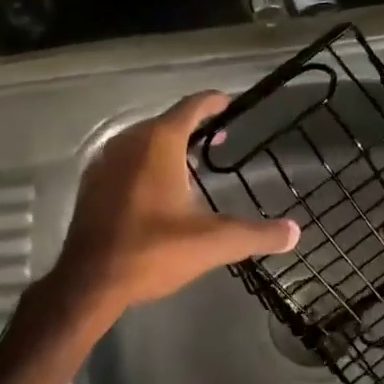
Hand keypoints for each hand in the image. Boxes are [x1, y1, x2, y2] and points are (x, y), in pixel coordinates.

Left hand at [52, 93, 299, 318]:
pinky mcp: (91, 182)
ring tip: (192, 164)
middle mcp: (129, 141)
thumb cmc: (152, 251)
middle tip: (219, 139)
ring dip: (168, 145)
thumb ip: (256, 234)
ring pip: (143, 140)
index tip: (230, 104)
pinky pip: (124, 158)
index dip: (214, 103)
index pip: (191, 107)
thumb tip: (294, 232)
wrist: (89, 281)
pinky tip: (156, 188)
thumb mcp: (212, 243)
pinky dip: (145, 162)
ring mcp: (105, 160)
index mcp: (159, 142)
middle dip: (194, 126)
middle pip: (166, 121)